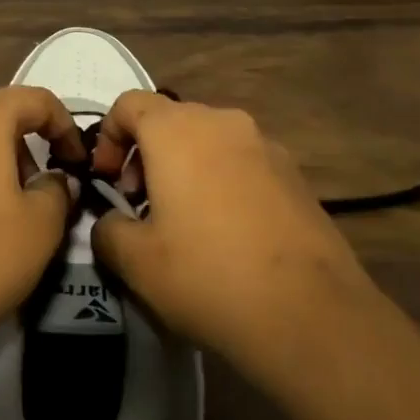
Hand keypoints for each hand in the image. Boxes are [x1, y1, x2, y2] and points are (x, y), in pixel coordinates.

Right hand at [88, 92, 378, 372]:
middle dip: (145, 156)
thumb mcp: (136, 262)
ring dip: (184, 168)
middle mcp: (222, 122)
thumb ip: (107, 230)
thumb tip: (111, 222)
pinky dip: (221, 182)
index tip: (107, 182)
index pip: (129, 104)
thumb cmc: (209, 276)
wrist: (312, 314)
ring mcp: (265, 145)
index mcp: (177, 130)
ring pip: (208, 141)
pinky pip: (242, 163)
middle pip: (169, 120)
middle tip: (140, 206)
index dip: (108, 138)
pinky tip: (228, 235)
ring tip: (184, 223)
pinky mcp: (295, 174)